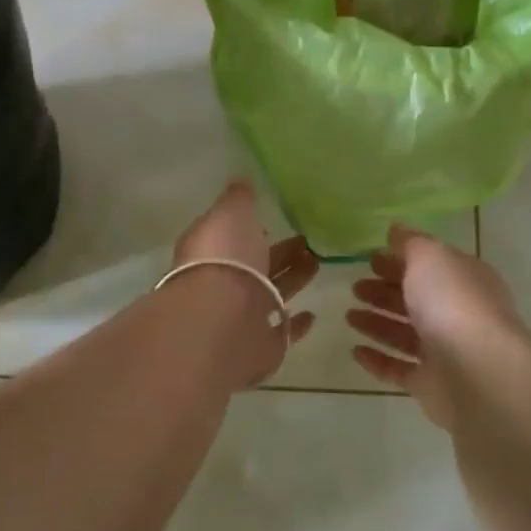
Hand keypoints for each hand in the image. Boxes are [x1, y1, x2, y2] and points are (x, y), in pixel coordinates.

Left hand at [171, 180, 318, 385]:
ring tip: (318, 264)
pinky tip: (312, 315)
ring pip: (271, 296)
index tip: (276, 223)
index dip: (252, 232)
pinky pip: (281, 333)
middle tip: (309, 243)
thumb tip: (241, 183)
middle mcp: (222, 286)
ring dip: (293, 281)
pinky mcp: (259, 347)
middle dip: (280, 255)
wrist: (222, 319)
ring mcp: (240, 319)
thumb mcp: (231, 214)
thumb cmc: (225, 258)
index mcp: (211, 253)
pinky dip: (295, 325)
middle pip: (255, 268)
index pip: (232, 239)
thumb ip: (238, 199)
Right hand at [346, 225, 523, 427]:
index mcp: (464, 280)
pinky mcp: (432, 385)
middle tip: (355, 287)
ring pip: (406, 334)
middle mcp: (458, 314)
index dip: (400, 260)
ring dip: (377, 323)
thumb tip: (396, 229)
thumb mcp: (430, 257)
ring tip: (349, 316)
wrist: (478, 372)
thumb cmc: (453, 303)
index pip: (430, 266)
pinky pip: (399, 369)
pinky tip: (355, 351)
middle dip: (385, 291)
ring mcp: (446, 352)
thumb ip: (411, 243)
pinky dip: (378, 360)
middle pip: (417, 299)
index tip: (370, 259)